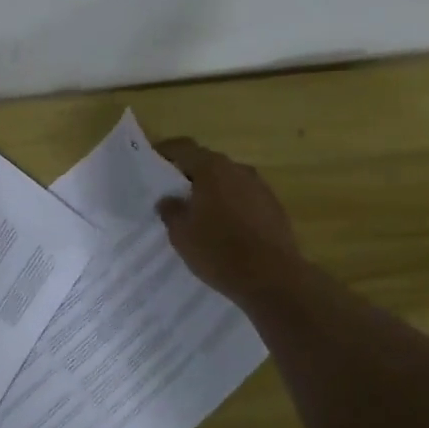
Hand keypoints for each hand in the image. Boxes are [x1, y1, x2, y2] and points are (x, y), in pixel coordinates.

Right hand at [155, 137, 302, 305]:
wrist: (273, 279)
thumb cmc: (219, 251)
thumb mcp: (181, 234)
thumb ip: (171, 210)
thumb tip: (168, 199)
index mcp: (212, 168)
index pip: (184, 148)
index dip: (166, 152)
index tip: (153, 162)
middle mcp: (238, 170)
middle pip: (208, 163)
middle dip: (190, 174)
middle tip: (174, 192)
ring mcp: (261, 187)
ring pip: (229, 181)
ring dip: (213, 191)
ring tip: (199, 212)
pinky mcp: (275, 207)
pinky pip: (245, 198)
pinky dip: (232, 205)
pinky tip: (225, 227)